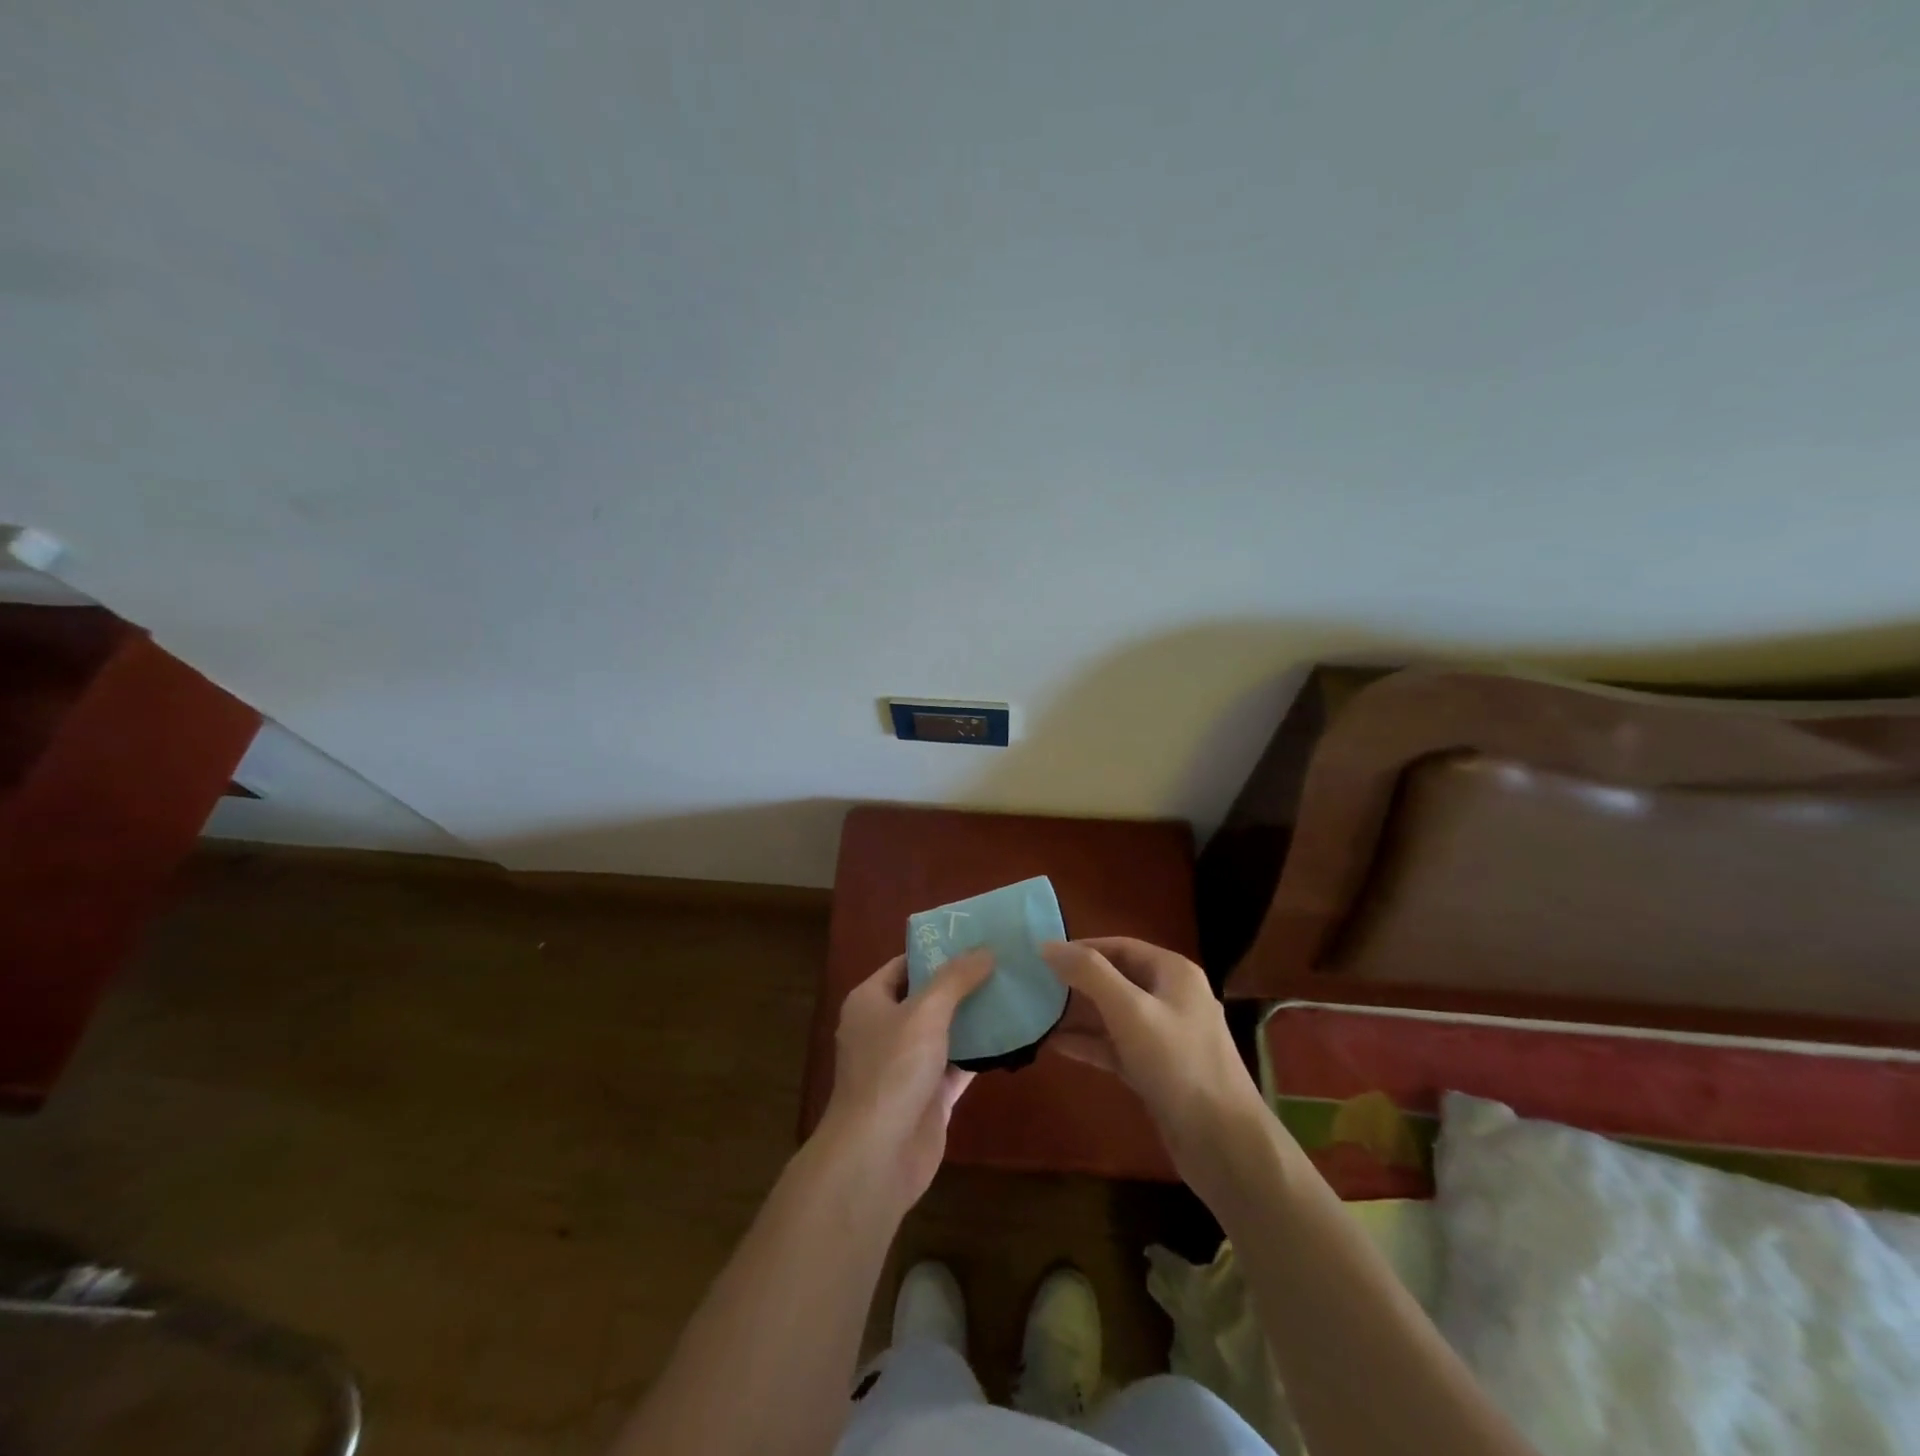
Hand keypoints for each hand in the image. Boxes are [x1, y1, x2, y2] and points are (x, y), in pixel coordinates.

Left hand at [817, 950, 993, 1216]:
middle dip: (962, 983)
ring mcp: (907, 1065)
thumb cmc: (892, 1070)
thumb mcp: (925, 1012)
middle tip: (1003, 962)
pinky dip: (980, 1053)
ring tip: (1013, 991)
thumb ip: (955, 979)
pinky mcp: (928, 1097)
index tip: (975, 938)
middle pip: (927, 997)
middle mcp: (885, 1029)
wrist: (877, 1156)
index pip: (905, 964)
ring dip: (974, 1017)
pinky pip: (957, 1065)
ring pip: (945, 1032)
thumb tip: (985, 950)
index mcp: (870, 1002)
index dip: (937, 950)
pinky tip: (1012, 1037)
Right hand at [1041, 937, 1271, 1201]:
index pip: (1120, 946)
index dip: (1081, 948)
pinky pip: (1116, 1046)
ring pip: (1113, 1015)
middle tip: (1033, 985)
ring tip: (1036, 1013)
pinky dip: (1089, 1044)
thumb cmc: (1178, 1064)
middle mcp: (1171, 998)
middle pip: (1115, 979)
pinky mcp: (1156, 1070)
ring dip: (1078, 1014)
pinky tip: (1054, 1045)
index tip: (1042, 957)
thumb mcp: (1130, 1011)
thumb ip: (1089, 974)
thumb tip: (1047, 945)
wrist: (1223, 1144)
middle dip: (1076, 982)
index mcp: (1173, 973)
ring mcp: (1164, 1036)